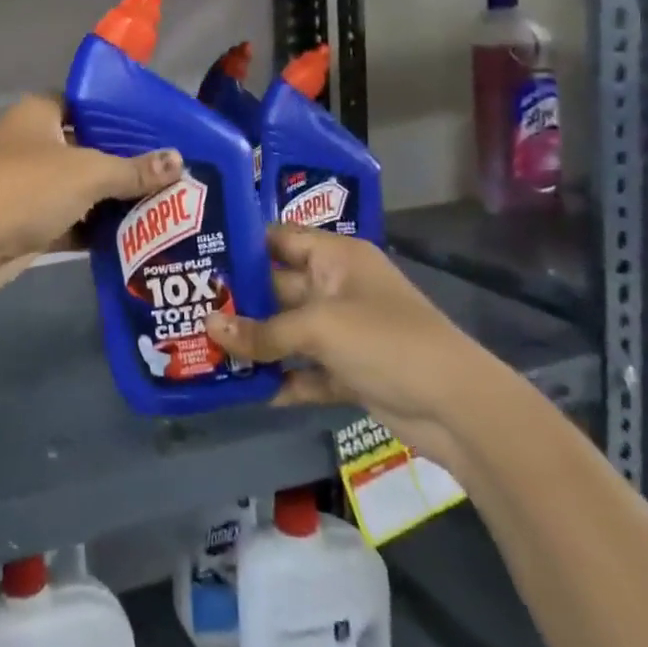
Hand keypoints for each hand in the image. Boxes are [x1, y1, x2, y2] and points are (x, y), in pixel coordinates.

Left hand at [0, 95, 182, 307]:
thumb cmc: (27, 188)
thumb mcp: (87, 172)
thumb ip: (133, 169)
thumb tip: (178, 162)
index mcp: (40, 114)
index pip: (87, 103)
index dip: (121, 113)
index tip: (160, 127)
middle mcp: (35, 144)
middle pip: (90, 148)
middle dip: (127, 161)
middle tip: (174, 169)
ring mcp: (32, 185)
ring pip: (83, 187)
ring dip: (116, 198)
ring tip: (168, 201)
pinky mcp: (32, 222)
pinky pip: (75, 220)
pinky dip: (99, 227)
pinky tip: (140, 233)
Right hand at [203, 225, 497, 463]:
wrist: (458, 408)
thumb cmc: (386, 340)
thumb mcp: (319, 328)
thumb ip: (262, 331)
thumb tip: (207, 327)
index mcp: (336, 257)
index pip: (280, 238)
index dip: (242, 244)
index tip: (197, 254)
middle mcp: (337, 286)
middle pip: (278, 287)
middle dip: (239, 299)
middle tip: (188, 307)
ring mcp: (345, 330)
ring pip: (288, 331)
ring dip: (256, 342)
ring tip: (205, 349)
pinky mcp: (350, 369)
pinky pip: (305, 369)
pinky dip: (283, 379)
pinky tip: (248, 390)